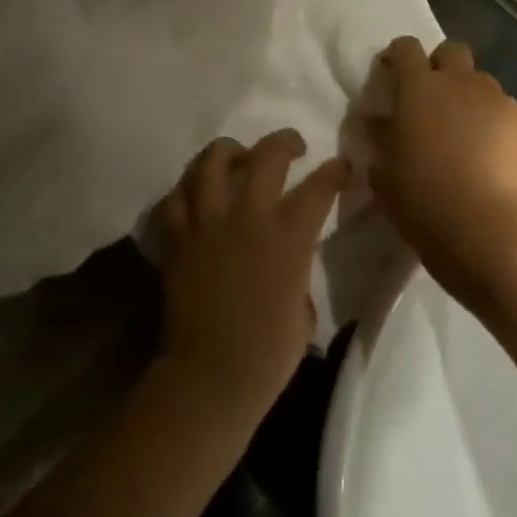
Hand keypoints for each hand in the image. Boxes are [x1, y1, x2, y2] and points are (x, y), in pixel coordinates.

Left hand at [153, 130, 346, 427]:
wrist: (211, 375)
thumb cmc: (269, 352)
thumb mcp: (303, 305)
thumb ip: (299, 266)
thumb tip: (291, 255)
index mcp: (289, 235)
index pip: (320, 186)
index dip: (336, 171)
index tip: (342, 167)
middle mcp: (248, 215)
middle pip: (267, 155)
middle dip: (284, 141)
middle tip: (291, 146)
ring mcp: (207, 221)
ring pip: (212, 160)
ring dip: (228, 151)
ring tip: (237, 156)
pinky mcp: (176, 236)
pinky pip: (175, 196)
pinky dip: (187, 188)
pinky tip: (197, 194)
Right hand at [368, 37, 516, 309]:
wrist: (481, 225)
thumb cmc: (419, 196)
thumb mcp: (382, 169)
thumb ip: (380, 136)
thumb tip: (378, 120)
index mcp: (417, 87)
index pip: (405, 47)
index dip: (397, 56)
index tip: (392, 74)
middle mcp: (458, 81)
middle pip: (451, 51)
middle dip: (440, 66)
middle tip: (432, 98)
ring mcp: (494, 98)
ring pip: (480, 81)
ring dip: (469, 95)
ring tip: (464, 130)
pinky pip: (503, 108)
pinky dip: (494, 120)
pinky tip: (489, 150)